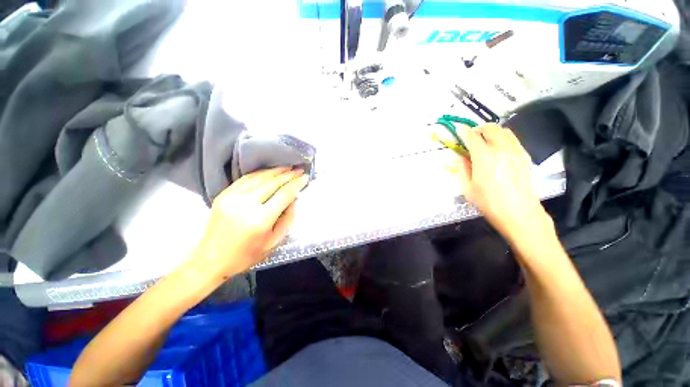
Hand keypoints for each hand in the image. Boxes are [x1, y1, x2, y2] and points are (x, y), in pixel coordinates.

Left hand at [195, 167, 308, 278]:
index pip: (284, 195)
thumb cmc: (247, 255)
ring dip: (275, 171)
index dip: (296, 184)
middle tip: (299, 169)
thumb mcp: (274, 242)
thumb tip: (294, 199)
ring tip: (288, 167)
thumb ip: (287, 219)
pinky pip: (245, 179)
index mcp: (261, 220)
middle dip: (288, 175)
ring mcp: (232, 197)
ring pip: (259, 178)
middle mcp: (246, 205)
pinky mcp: (223, 195)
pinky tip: (269, 171)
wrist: (211, 260)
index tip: (305, 177)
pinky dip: (260, 173)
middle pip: (272, 183)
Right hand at [446, 123, 552, 243]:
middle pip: (491, 128)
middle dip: (479, 128)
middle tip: (472, 136)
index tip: (458, 130)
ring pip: (504, 130)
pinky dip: (503, 138)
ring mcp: (516, 151)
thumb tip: (460, 156)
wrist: (519, 213)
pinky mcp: (525, 156)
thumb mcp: (467, 187)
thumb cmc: (488, 202)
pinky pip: (513, 139)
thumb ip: (462, 168)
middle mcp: (501, 149)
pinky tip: (498, 149)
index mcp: (484, 156)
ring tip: (485, 140)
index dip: (463, 132)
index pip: (472, 136)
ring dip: (492, 131)